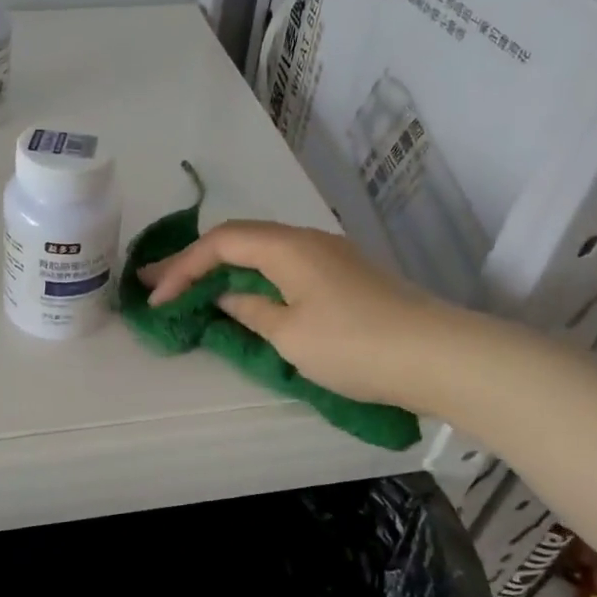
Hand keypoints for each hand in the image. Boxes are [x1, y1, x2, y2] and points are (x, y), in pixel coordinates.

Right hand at [139, 221, 469, 412]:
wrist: (440, 357)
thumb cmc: (355, 345)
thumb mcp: (290, 335)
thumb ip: (251, 311)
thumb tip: (227, 298)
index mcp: (288, 246)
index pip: (221, 243)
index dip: (182, 267)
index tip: (156, 298)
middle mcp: (307, 240)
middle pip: (239, 240)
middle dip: (195, 261)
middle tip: (157, 283)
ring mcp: (330, 257)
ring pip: (262, 253)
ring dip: (224, 269)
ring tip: (191, 288)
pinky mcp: (345, 278)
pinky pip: (284, 267)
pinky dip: (253, 279)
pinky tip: (245, 296)